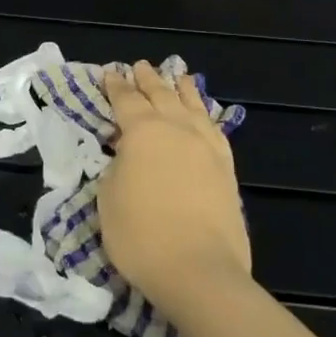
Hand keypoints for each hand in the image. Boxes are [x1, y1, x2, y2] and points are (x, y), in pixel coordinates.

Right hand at [97, 60, 251, 324]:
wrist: (200, 271)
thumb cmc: (141, 235)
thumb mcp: (108, 198)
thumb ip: (116, 166)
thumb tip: (128, 155)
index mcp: (142, 130)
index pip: (125, 99)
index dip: (115, 86)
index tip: (110, 72)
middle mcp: (176, 128)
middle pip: (161, 94)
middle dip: (148, 79)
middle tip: (140, 65)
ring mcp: (206, 146)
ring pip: (192, 105)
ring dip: (181, 88)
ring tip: (178, 75)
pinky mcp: (227, 168)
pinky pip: (214, 128)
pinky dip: (206, 114)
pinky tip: (204, 115)